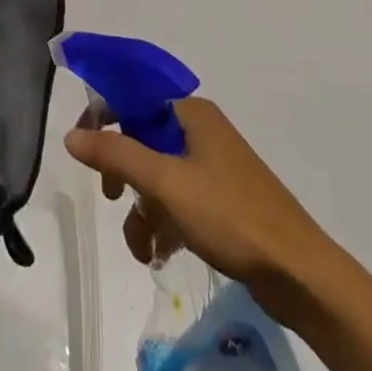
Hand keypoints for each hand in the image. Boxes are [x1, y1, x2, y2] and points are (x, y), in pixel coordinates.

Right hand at [64, 97, 340, 310]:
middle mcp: (202, 132)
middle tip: (113, 198)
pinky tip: (160, 254)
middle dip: (123, 172)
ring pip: (158, 176)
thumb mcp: (165, 183)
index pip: (133, 97)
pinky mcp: (223, 201)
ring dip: (143, 210)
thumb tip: (71, 134)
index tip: (83, 148)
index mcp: (191, 113)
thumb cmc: (230, 216)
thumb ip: (116, 154)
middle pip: (142, 138)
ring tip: (142, 247)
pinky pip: (178, 201)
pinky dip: (163, 223)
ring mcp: (214, 167)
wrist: (299, 274)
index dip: (103, 116)